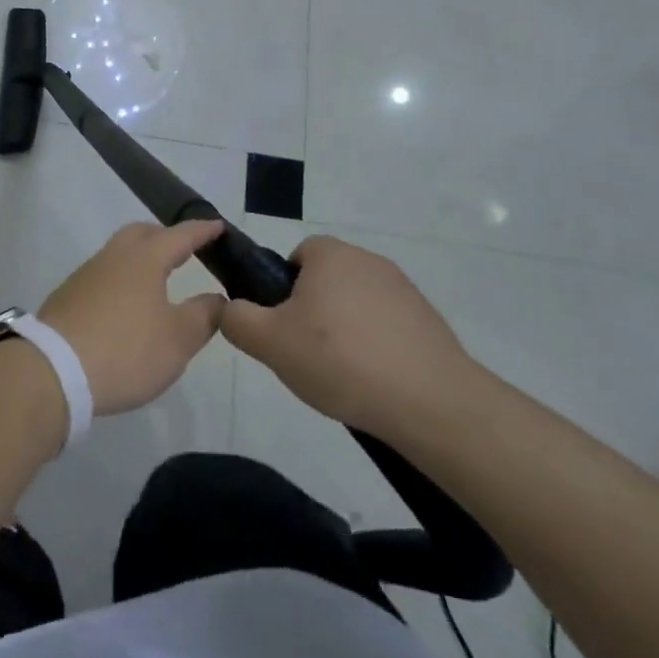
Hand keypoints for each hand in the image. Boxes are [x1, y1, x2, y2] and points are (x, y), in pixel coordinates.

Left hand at [38, 221, 227, 416]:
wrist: (53, 370)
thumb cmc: (125, 350)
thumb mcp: (178, 339)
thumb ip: (203, 315)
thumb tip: (217, 298)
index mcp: (144, 259)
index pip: (179, 236)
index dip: (201, 231)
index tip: (218, 226)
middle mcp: (113, 257)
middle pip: (141, 234)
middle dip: (165, 236)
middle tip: (185, 248)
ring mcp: (86, 275)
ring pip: (119, 253)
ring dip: (141, 258)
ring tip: (158, 278)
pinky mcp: (68, 296)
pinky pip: (104, 275)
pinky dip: (122, 279)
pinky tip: (127, 305)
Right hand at [220, 235, 484, 435]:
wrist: (431, 402)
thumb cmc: (340, 360)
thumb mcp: (270, 343)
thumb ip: (237, 319)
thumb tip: (227, 307)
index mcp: (331, 255)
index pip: (296, 256)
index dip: (283, 290)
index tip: (284, 326)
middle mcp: (369, 260)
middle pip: (326, 281)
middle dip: (314, 313)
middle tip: (307, 355)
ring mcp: (405, 290)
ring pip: (357, 305)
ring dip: (346, 332)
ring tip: (343, 376)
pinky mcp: (429, 322)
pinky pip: (388, 328)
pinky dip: (377, 349)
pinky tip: (375, 383)